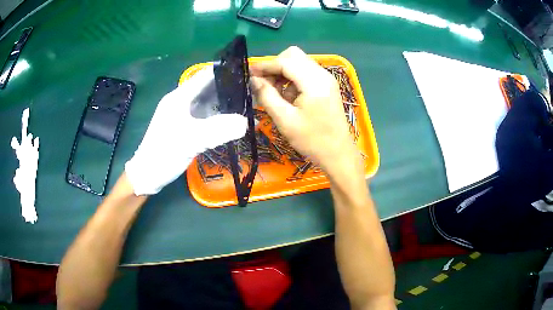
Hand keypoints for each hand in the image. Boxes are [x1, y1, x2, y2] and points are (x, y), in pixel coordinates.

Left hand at [125, 67, 247, 194]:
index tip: (248, 72)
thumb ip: (219, 129)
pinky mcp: (186, 127)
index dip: (225, 70)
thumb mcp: (191, 139)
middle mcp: (182, 101)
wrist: (148, 175)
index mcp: (180, 97)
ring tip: (248, 103)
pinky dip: (220, 117)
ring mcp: (184, 115)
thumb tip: (246, 122)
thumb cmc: (164, 153)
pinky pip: (206, 117)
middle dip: (230, 87)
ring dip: (226, 102)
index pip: (205, 75)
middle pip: (209, 87)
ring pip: (209, 103)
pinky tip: (233, 121)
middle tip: (253, 90)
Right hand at [250, 47, 359, 177]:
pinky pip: (305, 73)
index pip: (285, 61)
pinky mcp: (327, 86)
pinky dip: (292, 79)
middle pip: (293, 56)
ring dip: (283, 73)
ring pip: (299, 63)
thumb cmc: (312, 140)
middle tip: (264, 85)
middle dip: (275, 66)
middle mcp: (322, 75)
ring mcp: (326, 79)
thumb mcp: (285, 120)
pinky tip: (288, 97)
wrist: (338, 154)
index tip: (249, 73)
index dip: (265, 65)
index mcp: (314, 82)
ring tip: (275, 94)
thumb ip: (267, 96)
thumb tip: (254, 80)